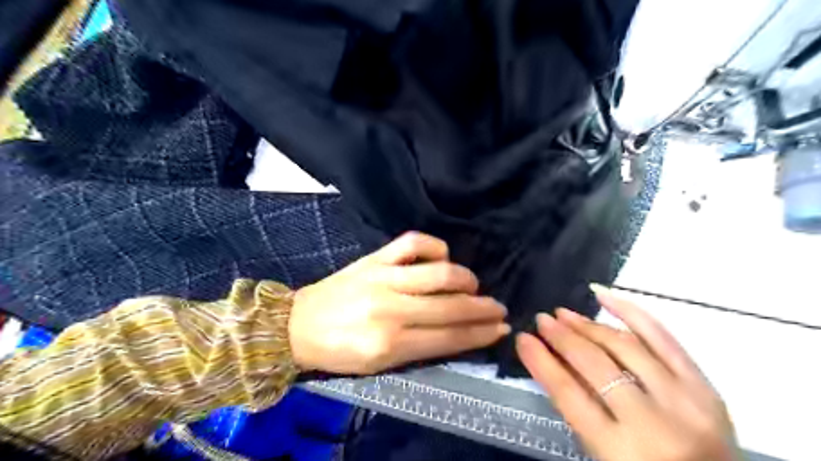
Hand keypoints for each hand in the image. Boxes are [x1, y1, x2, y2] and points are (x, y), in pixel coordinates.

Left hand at [286, 234, 506, 373]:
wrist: (297, 325)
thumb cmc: (339, 351)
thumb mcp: (379, 364)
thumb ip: (420, 349)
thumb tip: (459, 333)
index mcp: (390, 345)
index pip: (448, 338)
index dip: (480, 333)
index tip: (501, 327)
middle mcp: (390, 310)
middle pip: (450, 306)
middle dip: (483, 309)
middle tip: (499, 307)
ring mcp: (382, 278)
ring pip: (439, 272)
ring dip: (465, 278)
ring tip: (473, 285)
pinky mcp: (374, 258)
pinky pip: (412, 243)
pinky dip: (435, 246)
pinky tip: (443, 256)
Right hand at [514, 284, 740, 460]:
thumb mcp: (602, 455)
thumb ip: (580, 410)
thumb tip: (554, 360)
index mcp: (621, 450)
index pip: (568, 393)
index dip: (541, 361)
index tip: (523, 339)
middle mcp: (653, 422)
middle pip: (595, 364)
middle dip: (561, 338)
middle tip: (541, 321)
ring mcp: (684, 400)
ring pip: (625, 346)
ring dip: (588, 325)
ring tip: (563, 313)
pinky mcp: (704, 385)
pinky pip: (663, 337)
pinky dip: (631, 312)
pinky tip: (604, 295)